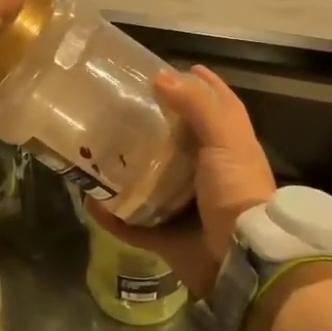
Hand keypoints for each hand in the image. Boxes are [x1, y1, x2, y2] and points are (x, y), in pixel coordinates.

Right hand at [90, 65, 275, 298]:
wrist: (242, 261)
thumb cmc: (237, 192)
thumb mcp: (225, 140)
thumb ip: (198, 107)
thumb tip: (162, 77)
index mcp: (228, 151)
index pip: (216, 108)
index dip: (201, 86)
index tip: (173, 69)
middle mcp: (208, 176)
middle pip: (177, 144)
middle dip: (152, 127)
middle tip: (120, 107)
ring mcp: (186, 209)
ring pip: (150, 184)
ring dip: (127, 171)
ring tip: (97, 149)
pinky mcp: (167, 238)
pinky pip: (132, 226)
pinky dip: (112, 217)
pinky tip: (90, 201)